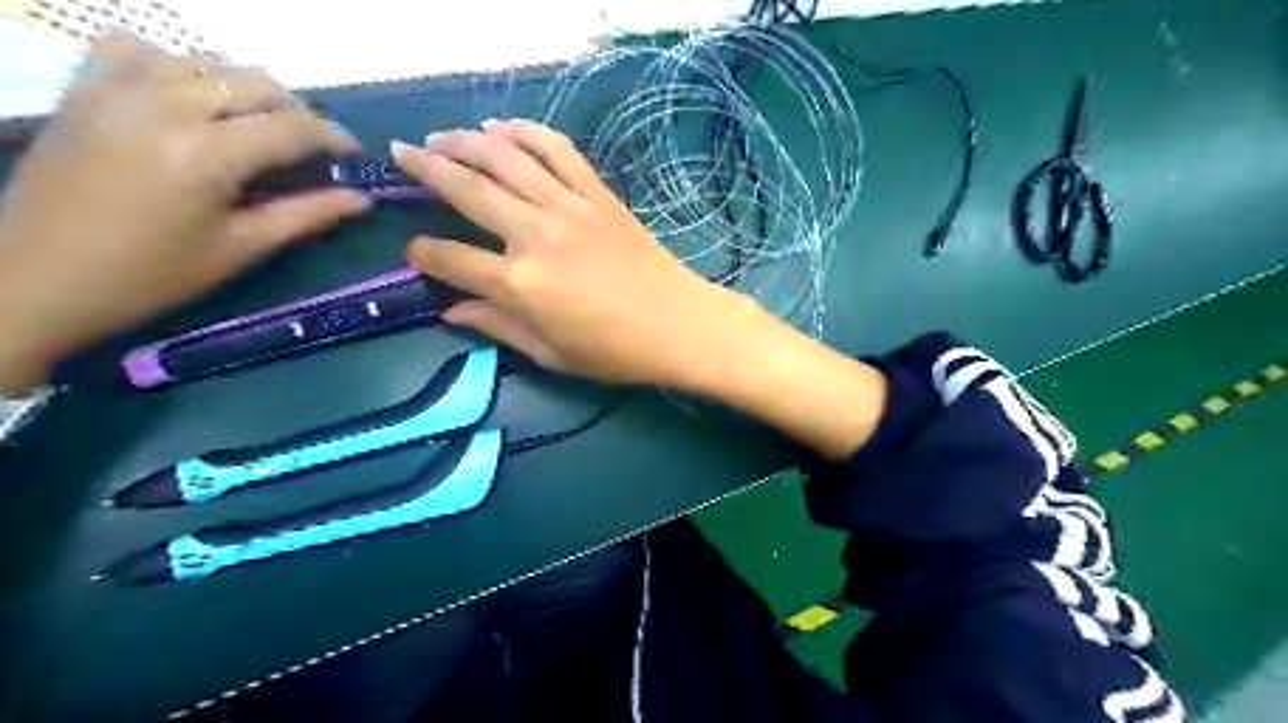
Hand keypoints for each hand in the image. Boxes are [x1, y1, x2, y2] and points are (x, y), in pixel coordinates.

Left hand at [0, 36, 365, 391]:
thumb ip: (305, 216)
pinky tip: (189, 98)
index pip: (292, 127)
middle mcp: (166, 105)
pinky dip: (178, 66)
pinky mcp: (85, 88)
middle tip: (312, 148)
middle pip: (256, 84)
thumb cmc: (151, 275)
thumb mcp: (240, 249)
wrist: (35, 275)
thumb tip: (361, 199)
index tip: (354, 155)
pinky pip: (140, 50)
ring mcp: (117, 88)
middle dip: (298, 112)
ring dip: (247, 91)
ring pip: (207, 64)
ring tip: (260, 127)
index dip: (333, 138)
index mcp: (207, 153)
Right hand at [398, 118, 893, 458]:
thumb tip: (451, 311)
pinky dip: (527, 132)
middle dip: (426, 168)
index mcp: (520, 284)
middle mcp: (535, 235)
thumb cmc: (615, 351)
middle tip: (401, 155)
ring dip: (466, 141)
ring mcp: (569, 207)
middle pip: (467, 189)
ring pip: (506, 158)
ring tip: (441, 137)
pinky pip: (557, 150)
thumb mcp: (550, 353)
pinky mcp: (597, 194)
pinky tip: (503, 129)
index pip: (451, 259)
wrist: (678, 324)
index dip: (424, 254)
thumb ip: (497, 327)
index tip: (415, 251)